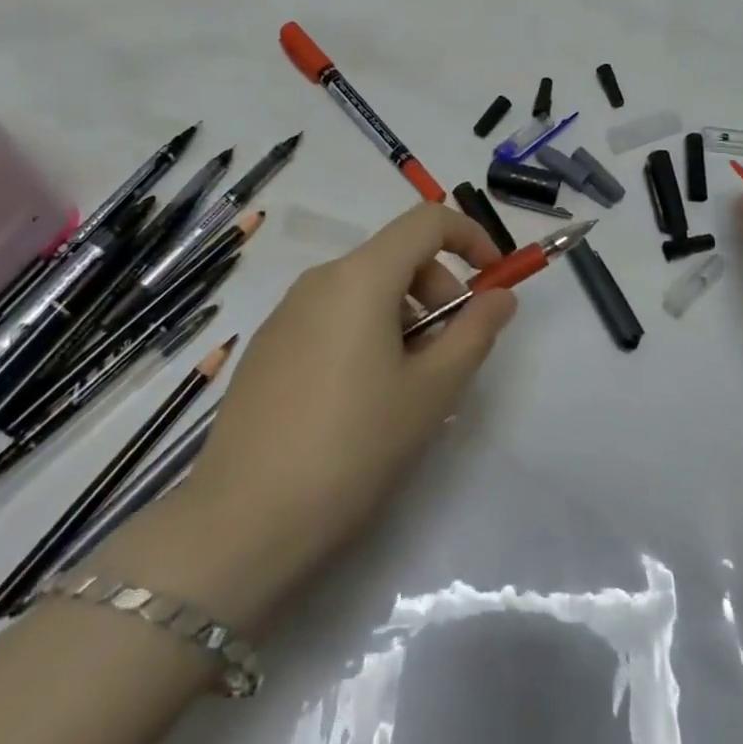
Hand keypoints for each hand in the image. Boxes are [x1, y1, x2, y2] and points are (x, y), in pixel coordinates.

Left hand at [110, 204, 516, 626]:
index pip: (426, 221)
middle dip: (438, 291)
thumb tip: (500, 295)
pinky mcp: (267, 346)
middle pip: (396, 257)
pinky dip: (366, 333)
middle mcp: (319, 279)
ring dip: (404, 317)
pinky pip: (332, 316)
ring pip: (364, 289)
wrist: (241, 522)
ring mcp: (286, 312)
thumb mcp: (431, 391)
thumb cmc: (352, 447)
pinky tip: (361, 400)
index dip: (470, 236)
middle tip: (450, 355)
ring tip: (408, 387)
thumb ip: (474, 332)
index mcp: (360, 277)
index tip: (492, 279)